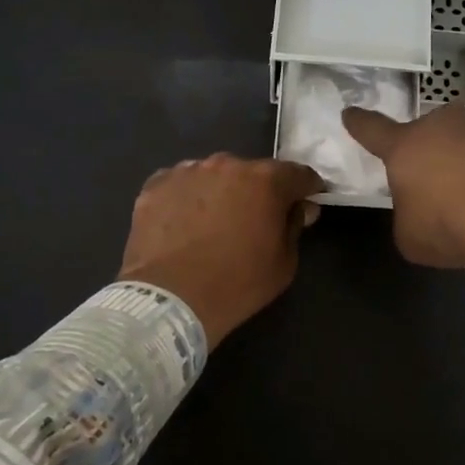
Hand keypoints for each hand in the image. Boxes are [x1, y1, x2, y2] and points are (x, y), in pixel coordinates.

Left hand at [118, 154, 325, 347]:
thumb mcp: (284, 263)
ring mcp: (187, 171)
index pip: (298, 174)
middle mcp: (227, 164)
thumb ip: (295, 225)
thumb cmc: (236, 284)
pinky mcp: (156, 184)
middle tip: (254, 218)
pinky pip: (181, 185)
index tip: (308, 201)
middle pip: (252, 172)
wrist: (170, 300)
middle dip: (259, 190)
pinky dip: (187, 199)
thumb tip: (300, 207)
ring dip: (220, 192)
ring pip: (214, 176)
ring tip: (213, 222)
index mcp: (265, 180)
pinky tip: (183, 224)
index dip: (307, 188)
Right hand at [341, 104, 464, 267]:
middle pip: (431, 135)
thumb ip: (407, 213)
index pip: (372, 130)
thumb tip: (422, 206)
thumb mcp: (411, 236)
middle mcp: (445, 124)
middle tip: (448, 190)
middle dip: (434, 155)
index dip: (359, 123)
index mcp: (407, 147)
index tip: (350, 114)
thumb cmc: (453, 227)